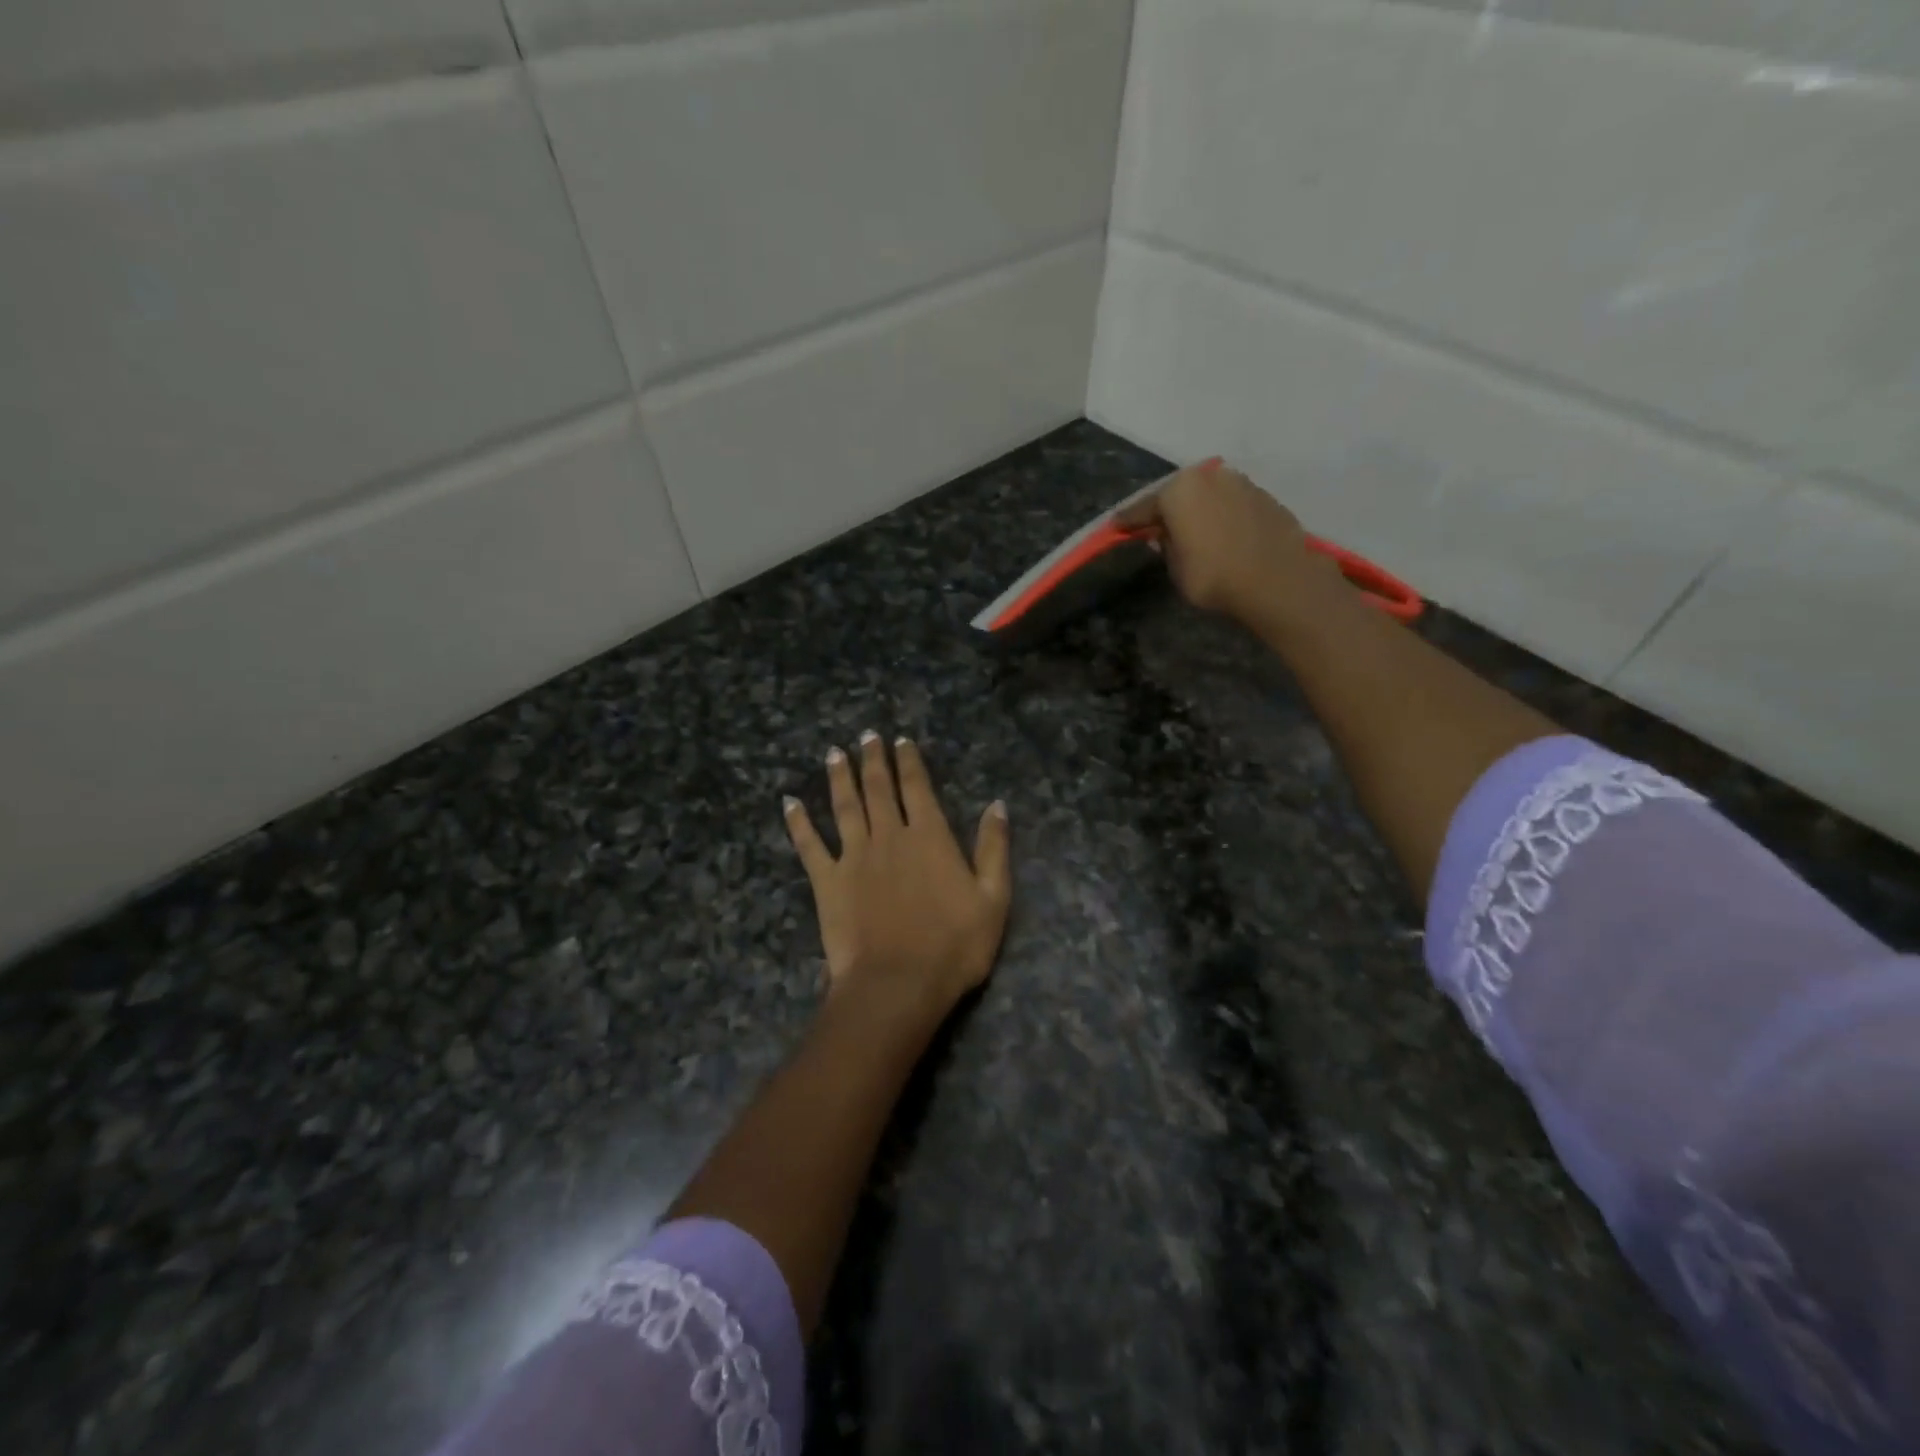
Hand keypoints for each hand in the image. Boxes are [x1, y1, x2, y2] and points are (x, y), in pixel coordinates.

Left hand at [784, 733, 1010, 1021]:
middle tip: (867, 736)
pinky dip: (798, 823)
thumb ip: (994, 848)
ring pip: (845, 806)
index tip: (901, 740)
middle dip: (874, 760)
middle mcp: (889, 836)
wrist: (898, 983)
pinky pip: (809, 845)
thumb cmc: (954, 945)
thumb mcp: (994, 898)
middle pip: (879, 788)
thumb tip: (997, 805)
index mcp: (929, 837)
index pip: (918, 788)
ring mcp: (854, 856)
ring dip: (839, 778)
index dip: (910, 761)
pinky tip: (789, 803)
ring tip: (834, 753)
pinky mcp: (827, 881)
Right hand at [1116, 458, 1335, 626]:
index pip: (1144, 507)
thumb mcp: (1177, 569)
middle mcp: (1208, 476)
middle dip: (1166, 511)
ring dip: (1197, 510)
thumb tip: (1163, 536)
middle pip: (1178, 494)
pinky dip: (1221, 515)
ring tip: (1190, 531)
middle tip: (1155, 528)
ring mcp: (1240, 483)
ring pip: (1207, 495)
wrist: (1279, 580)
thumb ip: (1166, 547)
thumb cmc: (1215, 576)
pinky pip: (1231, 504)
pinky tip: (1220, 534)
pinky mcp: (1264, 496)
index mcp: (1178, 491)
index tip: (1115, 527)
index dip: (1128, 521)